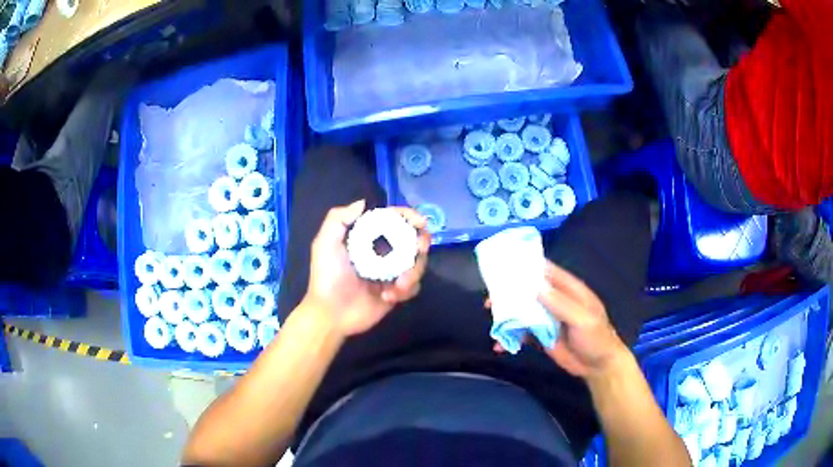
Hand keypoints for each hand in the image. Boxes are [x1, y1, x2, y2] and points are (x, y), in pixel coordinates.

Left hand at [302, 200, 430, 337]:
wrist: (331, 315)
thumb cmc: (326, 278)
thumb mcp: (324, 244)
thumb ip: (338, 219)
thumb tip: (363, 202)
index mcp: (367, 239)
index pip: (392, 220)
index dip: (408, 216)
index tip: (419, 221)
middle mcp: (382, 253)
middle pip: (412, 240)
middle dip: (421, 242)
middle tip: (420, 248)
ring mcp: (391, 273)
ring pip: (417, 264)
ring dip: (414, 271)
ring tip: (399, 284)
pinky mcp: (396, 293)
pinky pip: (413, 287)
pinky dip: (407, 290)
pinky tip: (388, 297)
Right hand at [490, 261, 627, 379]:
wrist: (597, 366)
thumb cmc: (596, 337)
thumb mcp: (583, 319)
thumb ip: (562, 304)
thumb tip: (536, 289)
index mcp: (569, 290)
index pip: (548, 271)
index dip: (529, 266)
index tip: (506, 264)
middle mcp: (556, 300)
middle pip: (530, 291)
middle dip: (511, 292)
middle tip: (491, 298)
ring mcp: (548, 318)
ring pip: (523, 310)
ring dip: (507, 314)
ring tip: (491, 317)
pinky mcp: (541, 335)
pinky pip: (522, 332)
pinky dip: (510, 336)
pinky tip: (499, 345)